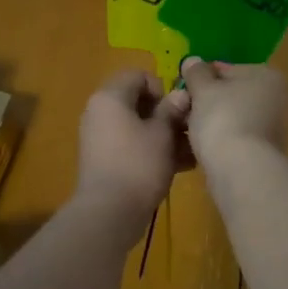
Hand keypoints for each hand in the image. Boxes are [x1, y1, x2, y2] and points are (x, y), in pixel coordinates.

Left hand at [76, 70, 192, 217]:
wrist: (109, 212)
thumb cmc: (138, 164)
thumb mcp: (162, 134)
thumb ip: (172, 110)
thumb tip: (181, 94)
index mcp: (110, 97)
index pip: (138, 75)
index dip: (162, 88)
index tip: (175, 111)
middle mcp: (99, 112)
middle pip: (137, 101)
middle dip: (165, 114)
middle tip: (186, 131)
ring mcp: (99, 137)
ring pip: (136, 125)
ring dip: (162, 134)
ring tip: (187, 153)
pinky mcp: (103, 159)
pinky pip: (130, 144)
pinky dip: (151, 149)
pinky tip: (177, 167)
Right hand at [178, 58, 287, 168]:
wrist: (241, 169)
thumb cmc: (223, 118)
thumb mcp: (203, 89)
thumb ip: (196, 73)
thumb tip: (192, 60)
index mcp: (266, 75)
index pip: (226, 69)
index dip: (201, 78)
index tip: (182, 90)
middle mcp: (276, 98)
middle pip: (230, 94)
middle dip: (206, 101)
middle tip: (182, 110)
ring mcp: (272, 126)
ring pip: (231, 116)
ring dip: (210, 121)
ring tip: (186, 129)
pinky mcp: (263, 151)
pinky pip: (234, 137)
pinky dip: (219, 139)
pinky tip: (201, 146)